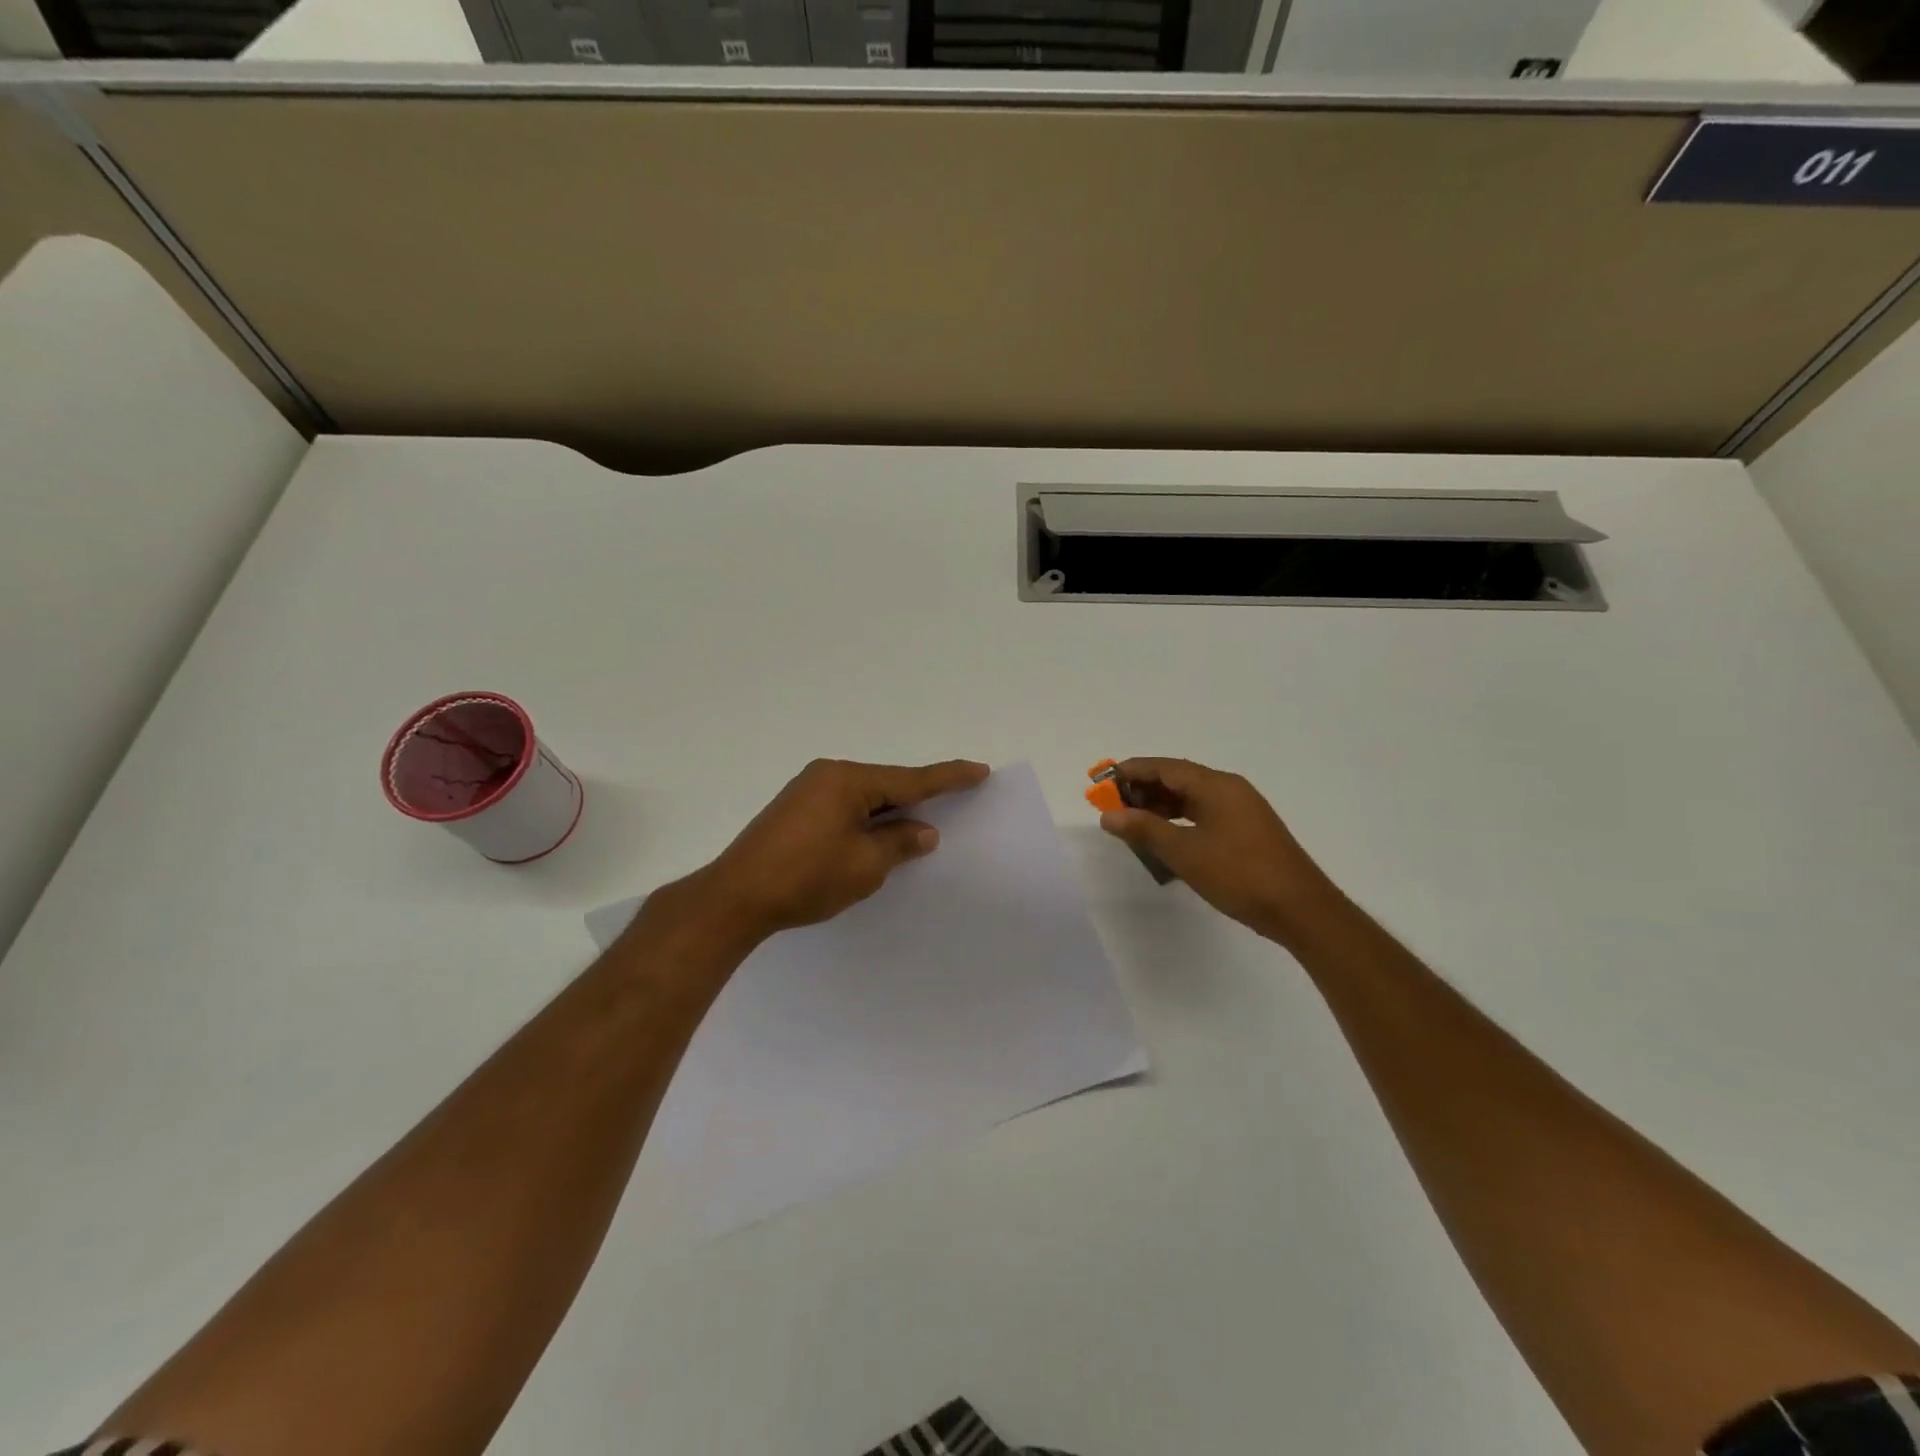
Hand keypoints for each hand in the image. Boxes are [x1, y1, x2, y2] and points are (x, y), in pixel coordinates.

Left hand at [686, 758, 990, 939]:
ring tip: (917, 825)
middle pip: (886, 784)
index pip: (910, 779)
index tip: (979, 770)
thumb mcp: (865, 865)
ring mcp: (807, 790)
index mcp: (848, 781)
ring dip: (889, 812)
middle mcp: (828, 775)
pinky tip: (875, 836)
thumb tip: (923, 830)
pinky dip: (866, 820)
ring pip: (864, 797)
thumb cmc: (806, 878)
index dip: (948, 777)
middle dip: (917, 797)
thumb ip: (899, 842)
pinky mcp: (794, 810)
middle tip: (955, 800)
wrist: (735, 897)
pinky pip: (844, 807)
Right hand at [1098, 758, 1342, 945]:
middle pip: (1177, 779)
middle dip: (1142, 790)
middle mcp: (1229, 790)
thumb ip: (1144, 830)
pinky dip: (1178, 821)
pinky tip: (1163, 839)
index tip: (1101, 782)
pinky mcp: (1245, 831)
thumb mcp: (1185, 852)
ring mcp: (1240, 810)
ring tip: (1131, 824)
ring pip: (1190, 799)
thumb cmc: (1240, 875)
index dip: (1130, 772)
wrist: (1301, 910)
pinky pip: (1203, 815)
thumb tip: (1108, 814)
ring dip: (1159, 807)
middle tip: (1111, 806)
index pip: (1164, 767)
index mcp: (1216, 786)